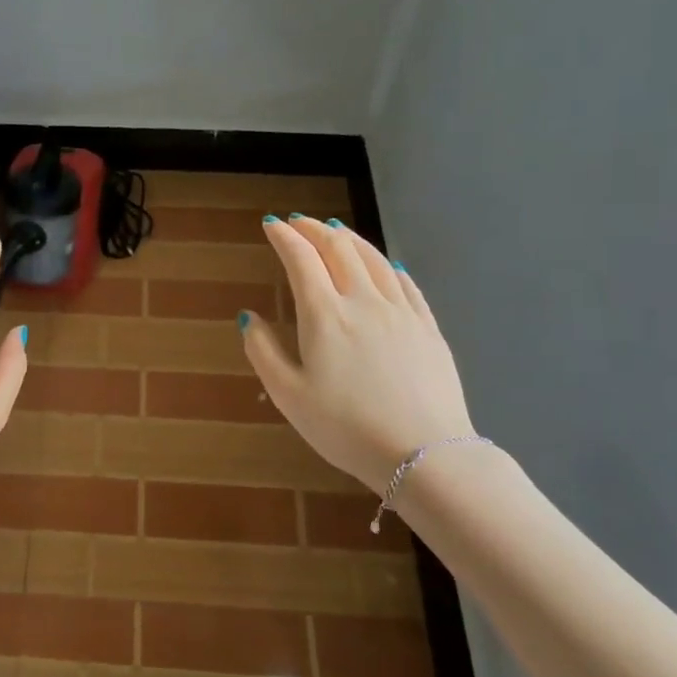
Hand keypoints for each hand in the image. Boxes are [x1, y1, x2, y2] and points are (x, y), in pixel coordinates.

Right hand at [242, 217, 474, 493]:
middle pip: (339, 248)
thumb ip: (262, 351)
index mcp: (324, 315)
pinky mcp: (428, 327)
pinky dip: (386, 264)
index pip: (301, 259)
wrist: (424, 454)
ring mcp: (401, 312)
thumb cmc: (346, 428)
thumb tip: (248, 316)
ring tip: (335, 231)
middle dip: (314, 229)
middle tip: (298, 222)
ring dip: (349, 238)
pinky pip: (405, 282)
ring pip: (374, 259)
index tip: (271, 225)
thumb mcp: (288, 395)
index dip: (284, 236)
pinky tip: (384, 264)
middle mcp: (364, 301)